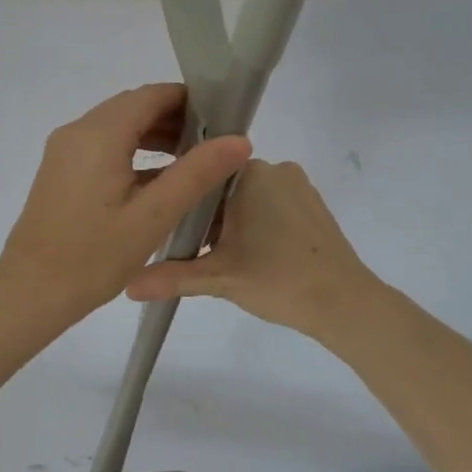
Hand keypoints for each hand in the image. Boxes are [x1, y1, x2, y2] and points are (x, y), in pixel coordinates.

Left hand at [0, 85, 251, 317]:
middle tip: (212, 143)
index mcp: (100, 133)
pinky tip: (155, 178)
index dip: (189, 100)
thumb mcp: (153, 216)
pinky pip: (102, 143)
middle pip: (133, 106)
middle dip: (173, 117)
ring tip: (190, 160)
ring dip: (153, 134)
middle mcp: (78, 130)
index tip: (222, 119)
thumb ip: (197, 173)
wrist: (30, 290)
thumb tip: (239, 139)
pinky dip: (131, 150)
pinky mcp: (60, 168)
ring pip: (117, 124)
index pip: (151, 95)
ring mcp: (65, 148)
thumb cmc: (94, 255)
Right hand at [125, 159, 386, 338]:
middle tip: (200, 252)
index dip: (186, 202)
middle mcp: (275, 167)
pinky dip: (259, 224)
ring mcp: (298, 185)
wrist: (344, 303)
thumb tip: (126, 285)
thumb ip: (171, 276)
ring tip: (226, 258)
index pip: (203, 174)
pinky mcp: (313, 204)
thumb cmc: (277, 280)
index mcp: (249, 173)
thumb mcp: (218, 278)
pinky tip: (255, 256)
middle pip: (224, 187)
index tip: (176, 230)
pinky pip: (273, 204)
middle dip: (210, 217)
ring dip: (234, 222)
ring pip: (249, 197)